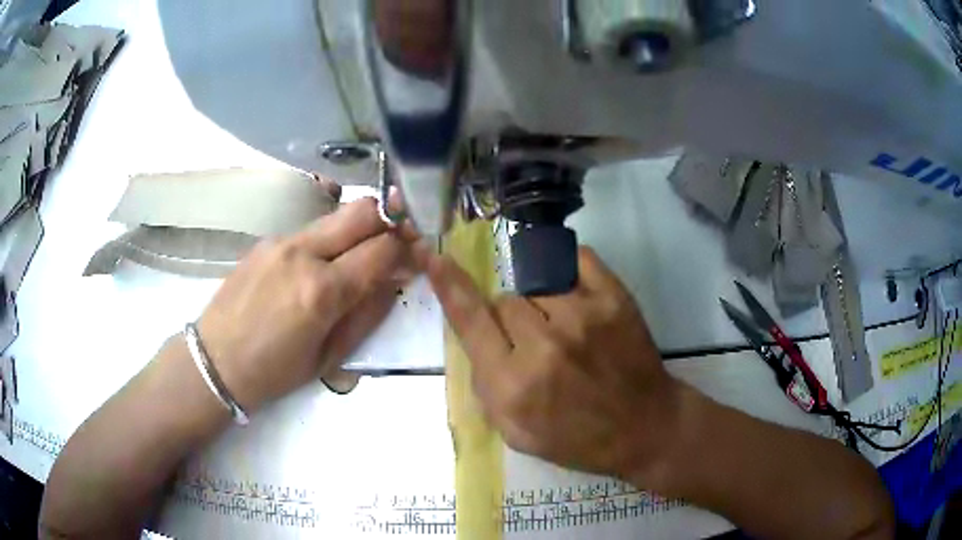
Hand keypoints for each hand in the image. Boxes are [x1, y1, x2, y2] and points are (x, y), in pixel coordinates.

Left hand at [196, 197, 414, 410]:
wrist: (216, 360)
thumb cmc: (275, 371)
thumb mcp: (330, 357)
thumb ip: (367, 313)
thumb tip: (395, 279)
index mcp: (323, 291)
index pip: (382, 249)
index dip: (407, 250)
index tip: (416, 258)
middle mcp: (304, 254)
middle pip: (363, 211)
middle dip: (390, 220)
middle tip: (397, 241)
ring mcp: (282, 241)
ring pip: (336, 216)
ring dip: (358, 229)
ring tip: (358, 256)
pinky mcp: (267, 240)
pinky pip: (310, 229)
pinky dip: (329, 240)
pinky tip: (320, 265)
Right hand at [426, 247, 684, 484]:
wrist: (644, 428)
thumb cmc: (578, 439)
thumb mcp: (516, 433)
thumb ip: (485, 386)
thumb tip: (476, 336)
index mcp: (514, 385)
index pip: (469, 320)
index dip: (448, 285)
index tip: (431, 253)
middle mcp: (544, 346)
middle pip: (504, 301)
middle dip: (512, 322)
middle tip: (537, 346)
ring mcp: (583, 316)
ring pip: (537, 287)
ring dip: (544, 308)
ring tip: (568, 335)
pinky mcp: (614, 299)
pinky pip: (576, 260)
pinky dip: (570, 275)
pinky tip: (580, 302)